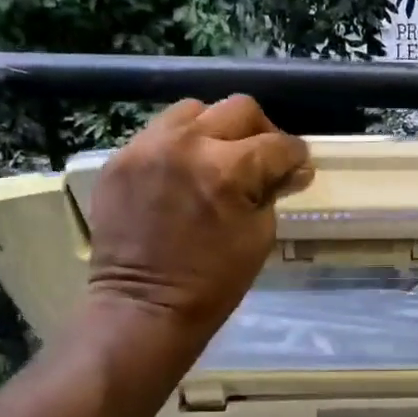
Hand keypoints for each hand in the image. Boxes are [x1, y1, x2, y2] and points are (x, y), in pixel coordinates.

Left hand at [81, 96, 311, 340]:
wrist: (143, 307)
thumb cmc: (214, 282)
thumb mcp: (260, 235)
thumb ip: (272, 190)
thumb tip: (289, 169)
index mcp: (228, 169)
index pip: (278, 144)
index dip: (296, 155)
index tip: (297, 166)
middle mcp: (187, 145)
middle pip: (239, 109)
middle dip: (260, 131)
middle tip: (262, 158)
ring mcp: (147, 148)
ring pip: (194, 110)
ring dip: (215, 130)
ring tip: (217, 158)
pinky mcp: (120, 159)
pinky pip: (159, 133)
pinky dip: (179, 146)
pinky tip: (183, 173)